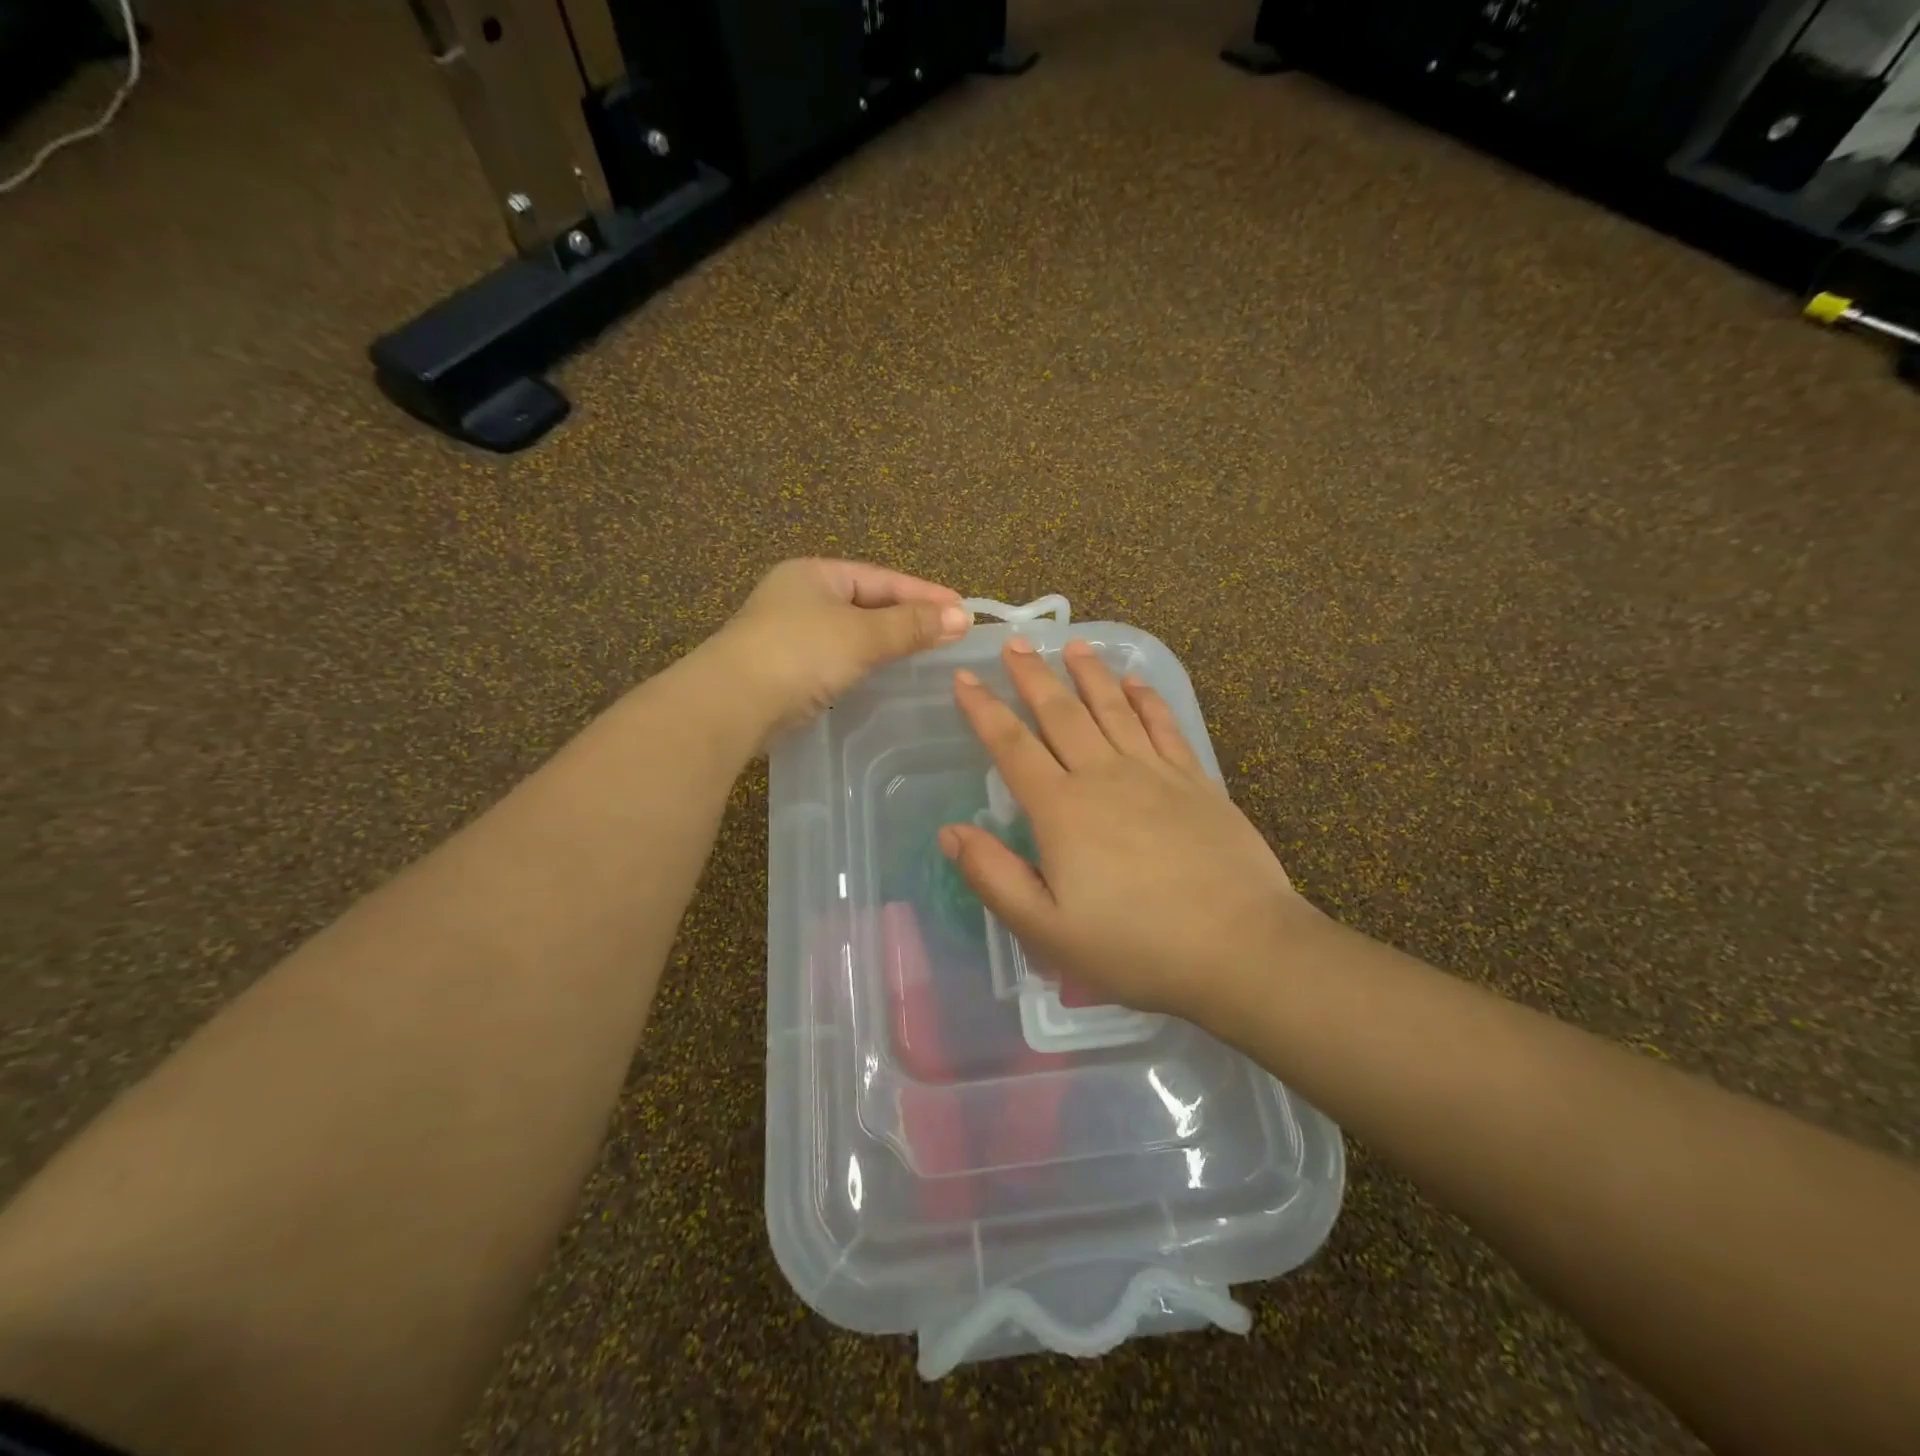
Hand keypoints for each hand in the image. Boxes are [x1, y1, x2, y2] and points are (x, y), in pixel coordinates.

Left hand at [709, 558, 970, 735]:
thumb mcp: (861, 634)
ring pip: (851, 632)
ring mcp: (789, 633)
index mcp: (815, 574)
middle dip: (908, 617)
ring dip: (887, 642)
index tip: (963, 610)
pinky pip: (837, 658)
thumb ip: (911, 625)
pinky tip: (883, 675)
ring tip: (925, 653)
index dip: (924, 593)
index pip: (881, 578)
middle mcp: (800, 596)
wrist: (731, 704)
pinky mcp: (785, 669)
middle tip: (949, 632)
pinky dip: (864, 663)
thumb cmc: (799, 654)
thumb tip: (962, 616)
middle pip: (867, 602)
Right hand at [940, 637, 1321, 1029]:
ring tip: (1071, 644)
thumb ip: (994, 877)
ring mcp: (1154, 773)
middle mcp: (1104, 776)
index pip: (1011, 746)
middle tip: (1015, 643)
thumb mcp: (1046, 929)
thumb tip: (950, 832)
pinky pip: (1164, 726)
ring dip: (1089, 673)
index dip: (983, 710)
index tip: (965, 677)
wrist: (1239, 947)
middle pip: (1060, 713)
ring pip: (1112, 708)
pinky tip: (1137, 682)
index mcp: (1062, 809)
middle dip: (1032, 675)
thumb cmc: (1134, 945)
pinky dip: (1147, 699)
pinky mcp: (1196, 781)